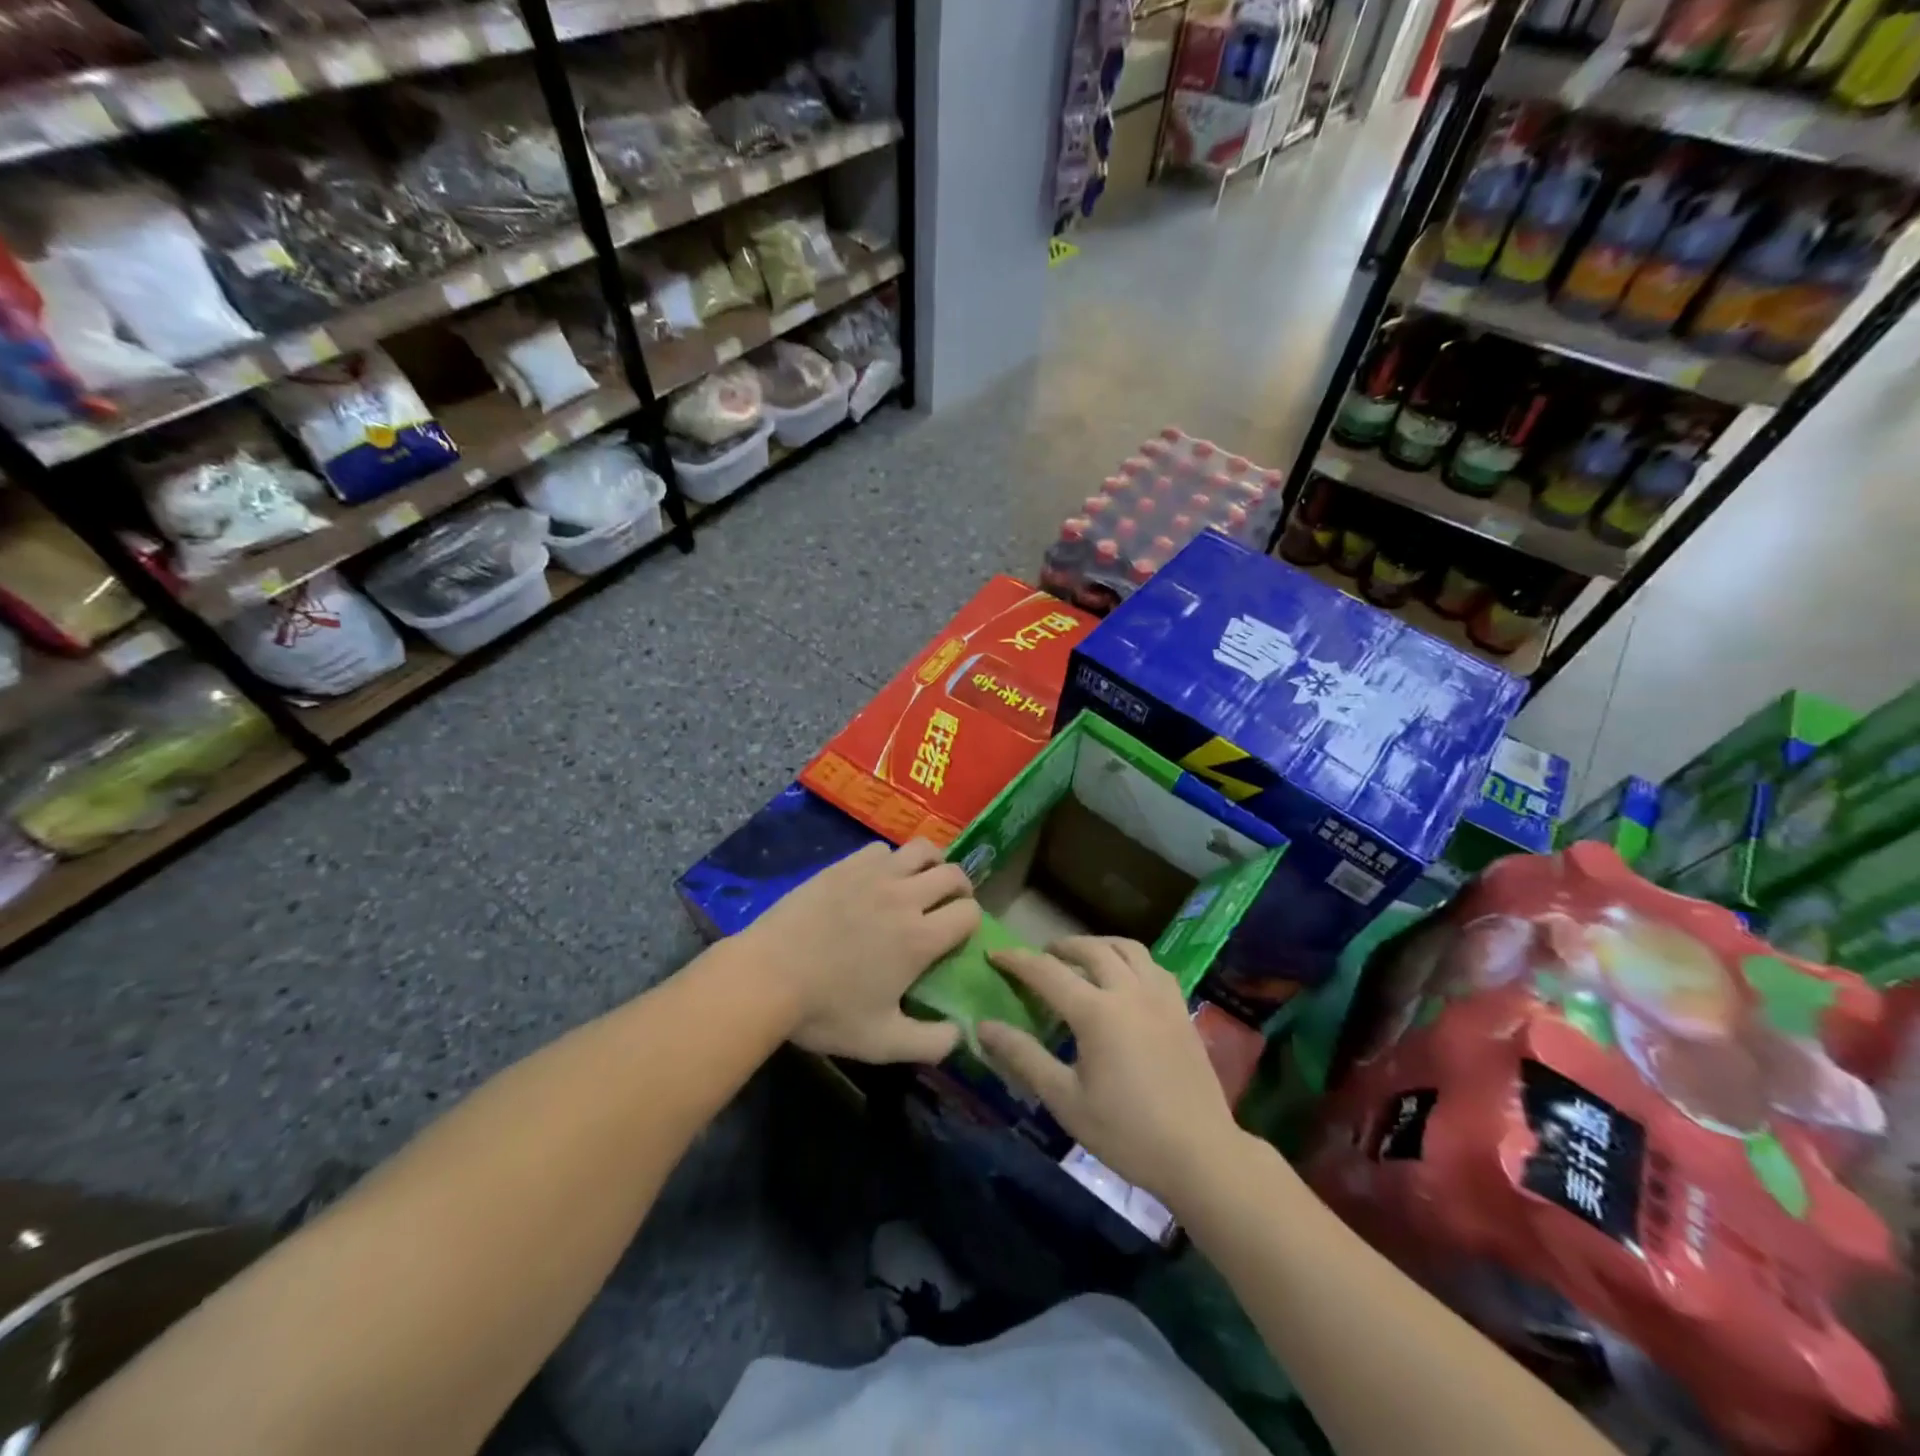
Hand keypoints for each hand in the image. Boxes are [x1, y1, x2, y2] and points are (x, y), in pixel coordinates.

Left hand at [743, 839, 977, 1064]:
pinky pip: (882, 849)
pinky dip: (890, 860)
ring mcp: (874, 875)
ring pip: (922, 849)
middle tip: (947, 904)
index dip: (970, 922)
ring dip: (932, 863)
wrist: (767, 976)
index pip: (969, 913)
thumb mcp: (882, 1042)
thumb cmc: (826, 1011)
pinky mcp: (845, 865)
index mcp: (920, 938)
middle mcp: (905, 897)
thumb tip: (961, 1034)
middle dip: (960, 888)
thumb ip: (930, 1043)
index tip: (957, 935)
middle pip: (953, 874)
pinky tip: (878, 878)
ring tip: (921, 880)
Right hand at [979, 937, 1243, 1198]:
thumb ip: (1024, 1057)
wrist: (1201, 1154)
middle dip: (1060, 946)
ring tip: (1083, 957)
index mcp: (1096, 1012)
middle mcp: (1128, 991)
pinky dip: (1130, 959)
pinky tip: (1125, 979)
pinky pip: (1153, 965)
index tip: (994, 955)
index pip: (1047, 972)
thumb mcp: (1065, 1100)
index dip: (1017, 960)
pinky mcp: (1181, 1008)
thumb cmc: (1127, 1133)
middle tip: (1041, 956)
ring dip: (1099, 944)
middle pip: (1091, 948)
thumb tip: (984, 1027)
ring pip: (1127, 948)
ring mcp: (1160, 996)